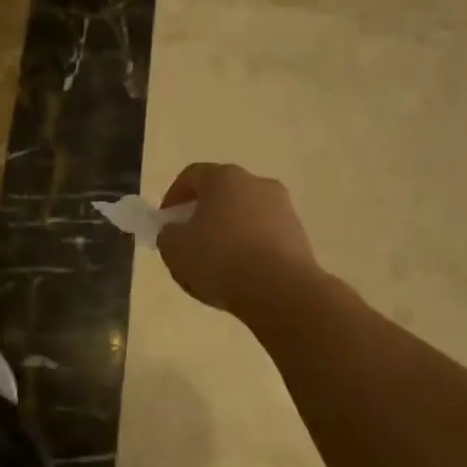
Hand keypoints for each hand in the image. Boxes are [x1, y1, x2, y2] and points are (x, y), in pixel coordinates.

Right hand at [156, 163, 319, 316]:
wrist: (281, 291)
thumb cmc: (220, 260)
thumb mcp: (174, 249)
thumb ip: (168, 235)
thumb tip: (176, 232)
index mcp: (224, 178)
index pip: (192, 175)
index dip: (174, 197)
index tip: (166, 222)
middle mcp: (256, 183)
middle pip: (221, 194)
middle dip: (202, 216)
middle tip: (190, 243)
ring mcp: (283, 208)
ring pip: (244, 216)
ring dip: (227, 234)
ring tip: (215, 266)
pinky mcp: (299, 235)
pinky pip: (264, 236)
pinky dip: (249, 250)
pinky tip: (240, 276)